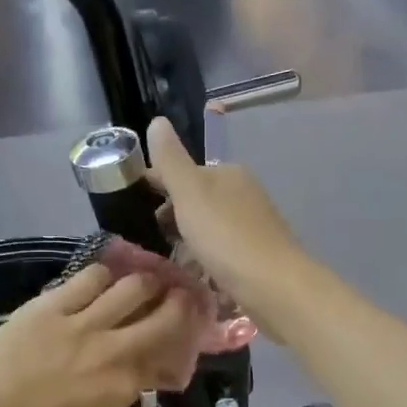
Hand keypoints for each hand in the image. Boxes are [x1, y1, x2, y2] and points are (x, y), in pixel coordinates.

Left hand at [0, 264, 201, 406]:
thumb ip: (129, 384)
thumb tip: (154, 363)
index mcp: (123, 385)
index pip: (169, 351)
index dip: (184, 334)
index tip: (189, 323)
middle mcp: (112, 350)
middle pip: (164, 314)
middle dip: (179, 300)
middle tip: (180, 293)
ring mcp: (82, 323)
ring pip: (133, 286)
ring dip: (145, 281)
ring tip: (143, 281)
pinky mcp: (54, 303)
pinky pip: (91, 277)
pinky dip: (104, 276)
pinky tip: (102, 280)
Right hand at [144, 117, 312, 334]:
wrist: (275, 286)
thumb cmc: (227, 237)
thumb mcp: (190, 193)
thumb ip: (170, 160)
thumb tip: (157, 120)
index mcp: (228, 173)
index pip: (182, 172)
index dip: (155, 187)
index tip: (131, 211)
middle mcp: (244, 194)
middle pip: (196, 201)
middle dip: (172, 218)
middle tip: (149, 242)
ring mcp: (253, 226)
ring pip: (208, 228)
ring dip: (188, 242)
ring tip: (167, 263)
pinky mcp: (258, 256)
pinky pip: (222, 253)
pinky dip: (206, 261)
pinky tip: (195, 277)